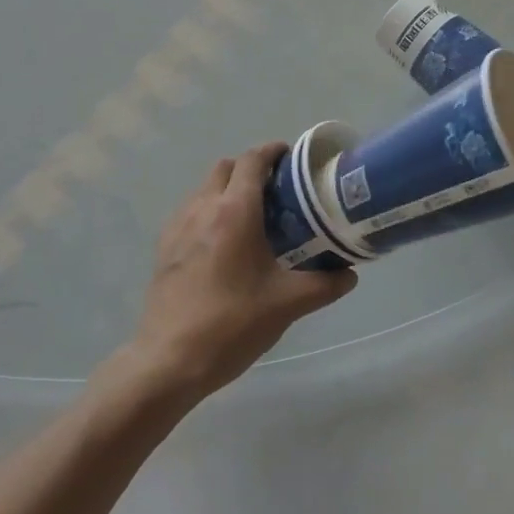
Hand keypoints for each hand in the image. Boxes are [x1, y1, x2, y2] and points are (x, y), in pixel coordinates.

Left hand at [125, 143, 357, 399]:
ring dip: (228, 190)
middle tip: (277, 192)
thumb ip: (325, 284)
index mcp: (234, 212)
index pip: (253, 160)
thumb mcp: (287, 304)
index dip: (273, 151)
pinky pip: (190, 211)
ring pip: (205, 188)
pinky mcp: (164, 247)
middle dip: (251, 169)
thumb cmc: (232, 324)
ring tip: (252, 218)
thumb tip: (350, 274)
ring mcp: (178, 226)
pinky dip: (209, 211)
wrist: (169, 361)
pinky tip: (223, 245)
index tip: (292, 159)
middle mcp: (203, 208)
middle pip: (227, 167)